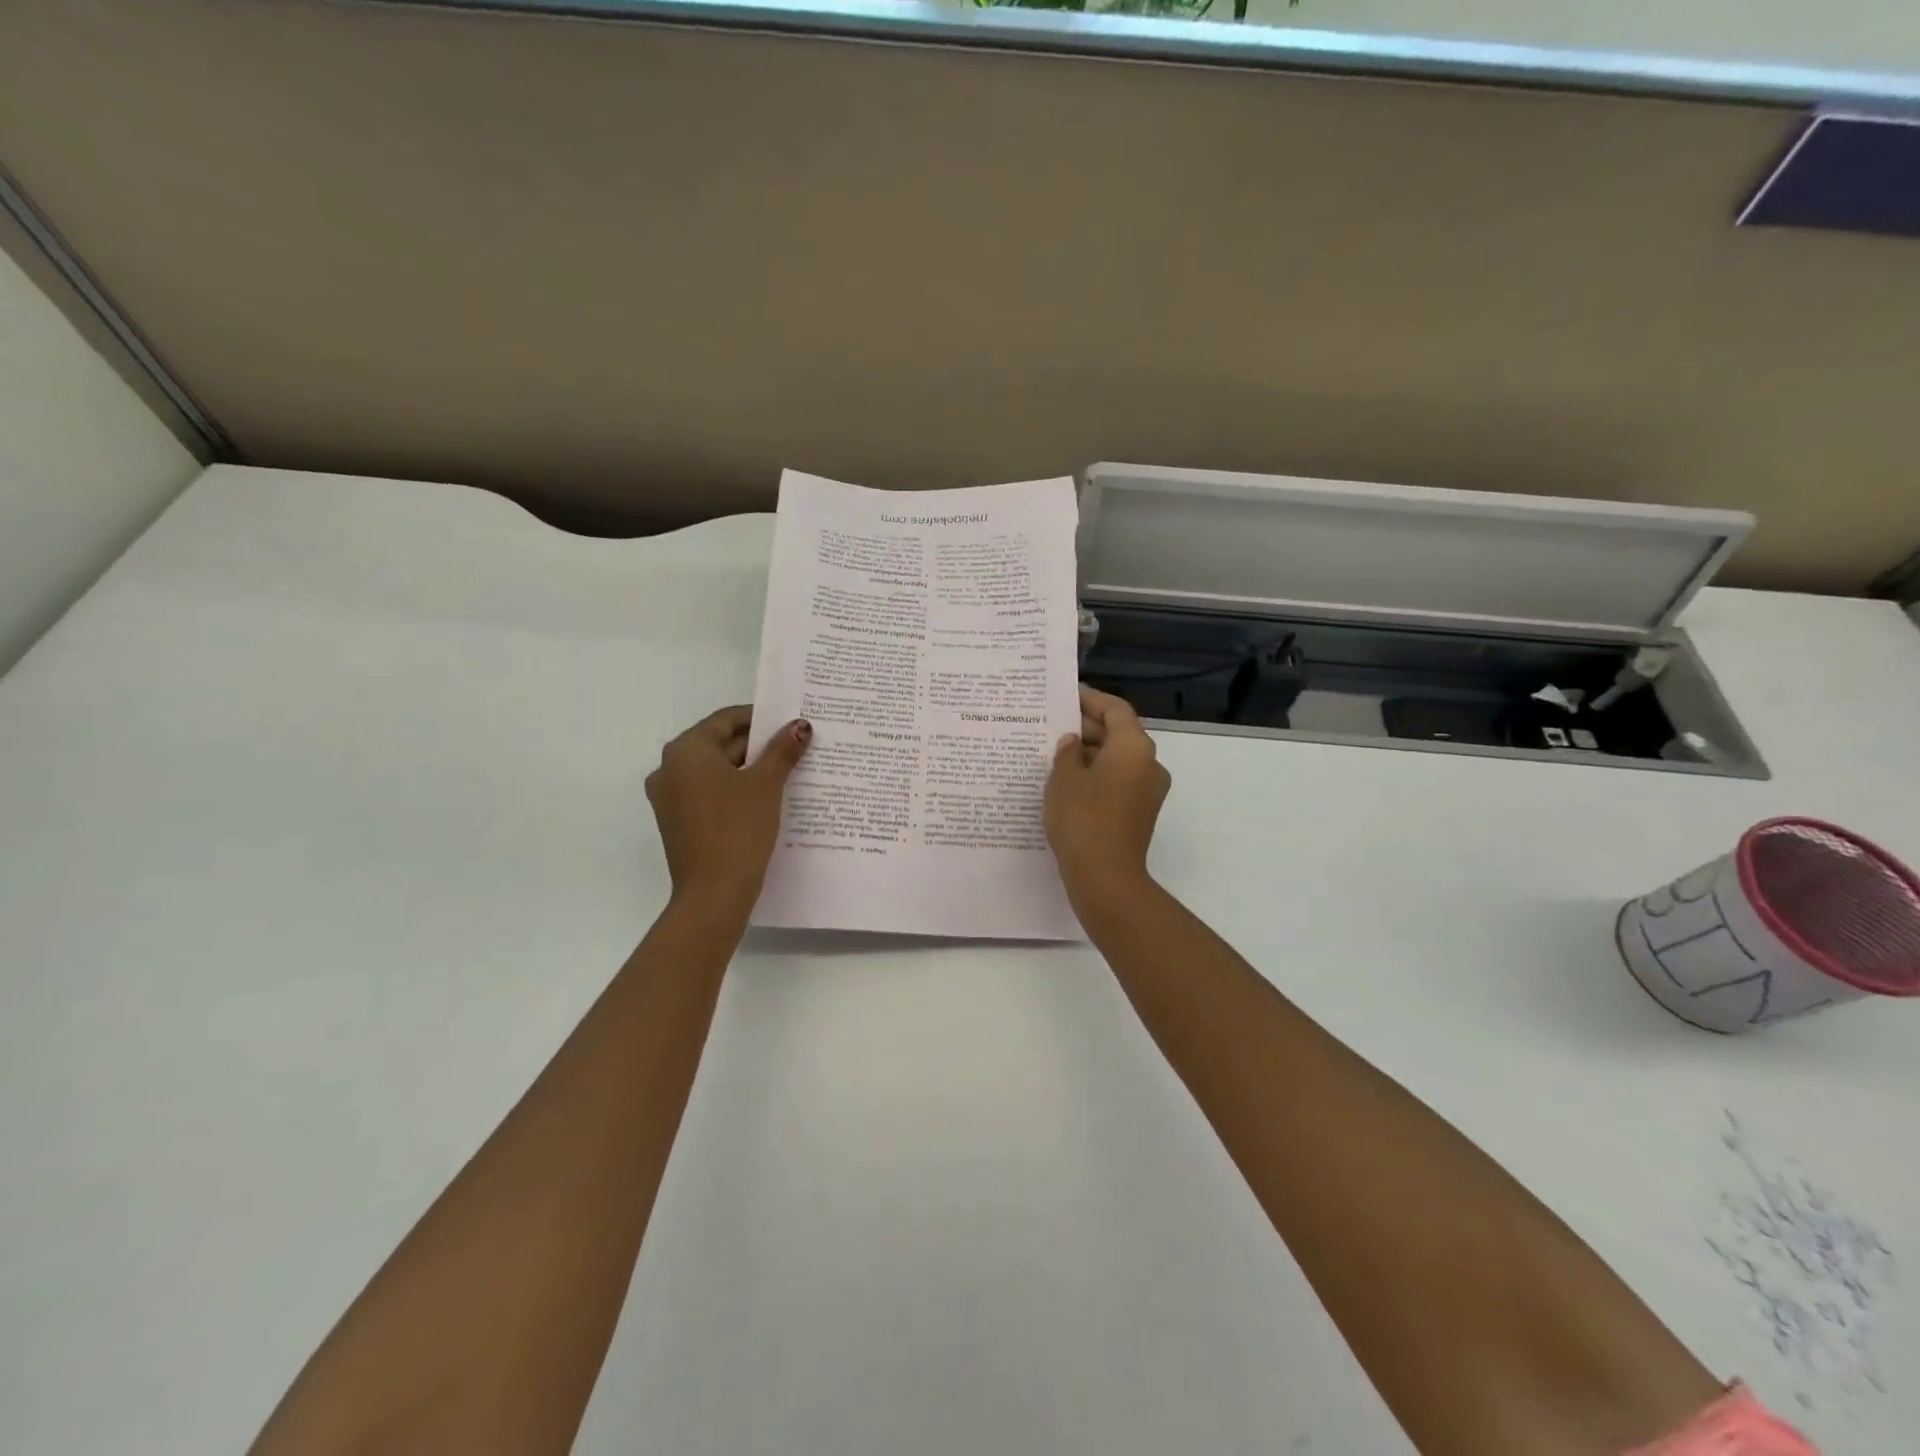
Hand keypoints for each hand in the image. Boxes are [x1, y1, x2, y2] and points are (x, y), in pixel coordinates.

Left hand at [646, 706, 810, 915]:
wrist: (714, 894)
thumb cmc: (738, 828)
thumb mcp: (766, 784)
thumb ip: (782, 750)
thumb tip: (800, 725)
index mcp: (686, 750)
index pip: (726, 720)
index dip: (760, 718)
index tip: (789, 722)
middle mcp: (670, 768)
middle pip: (720, 744)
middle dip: (758, 745)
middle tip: (795, 747)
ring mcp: (670, 798)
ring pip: (716, 771)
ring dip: (749, 769)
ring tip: (787, 771)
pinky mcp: (679, 822)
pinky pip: (709, 794)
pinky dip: (735, 790)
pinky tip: (766, 799)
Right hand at [1046, 685, 1170, 904]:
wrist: (1106, 878)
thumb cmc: (1083, 819)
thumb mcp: (1064, 778)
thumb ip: (1067, 752)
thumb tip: (1073, 742)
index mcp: (1134, 747)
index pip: (1115, 709)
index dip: (1091, 699)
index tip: (1066, 695)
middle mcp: (1149, 764)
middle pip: (1119, 733)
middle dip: (1087, 727)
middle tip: (1052, 724)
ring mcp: (1147, 791)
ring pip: (1117, 759)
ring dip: (1089, 753)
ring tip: (1053, 753)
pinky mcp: (1139, 813)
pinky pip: (1117, 782)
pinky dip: (1096, 775)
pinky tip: (1066, 782)